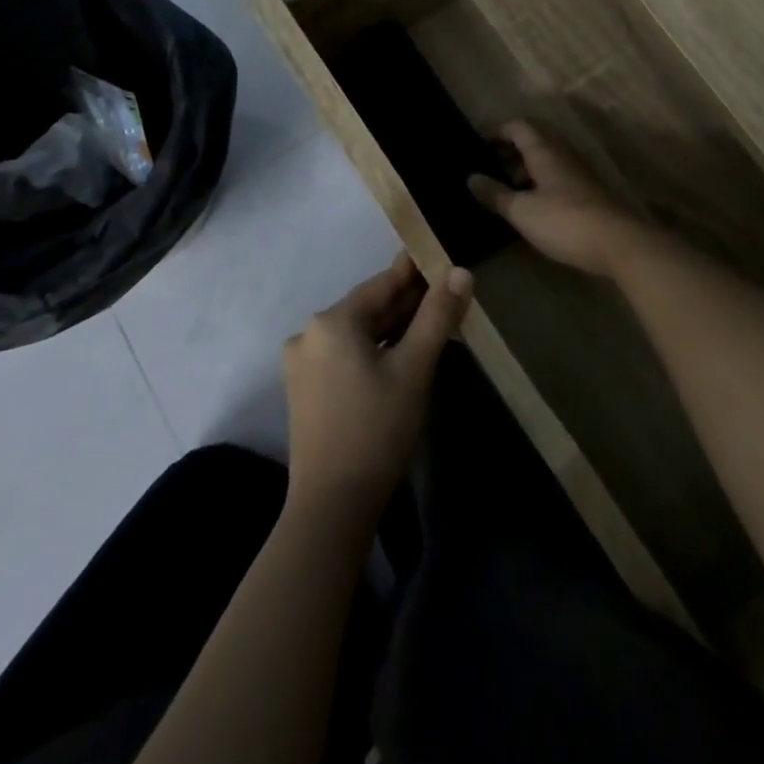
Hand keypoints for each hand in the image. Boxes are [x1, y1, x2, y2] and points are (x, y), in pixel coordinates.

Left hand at [282, 251, 470, 522]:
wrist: (332, 507)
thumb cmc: (377, 430)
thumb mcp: (414, 368)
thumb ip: (437, 316)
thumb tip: (460, 271)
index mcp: (331, 321)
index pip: (382, 284)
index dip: (415, 271)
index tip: (441, 255)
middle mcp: (310, 334)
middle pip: (369, 308)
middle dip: (408, 302)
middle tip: (447, 290)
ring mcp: (304, 363)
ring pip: (359, 332)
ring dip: (394, 326)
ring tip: (433, 319)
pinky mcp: (306, 389)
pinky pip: (348, 354)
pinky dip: (376, 349)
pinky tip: (403, 352)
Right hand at [468, 120, 642, 277]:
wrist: (618, 243)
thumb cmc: (564, 221)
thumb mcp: (521, 211)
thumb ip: (495, 194)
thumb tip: (470, 178)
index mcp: (544, 150)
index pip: (518, 126)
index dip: (497, 131)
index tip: (477, 146)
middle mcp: (563, 153)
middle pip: (534, 139)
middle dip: (510, 150)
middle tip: (489, 168)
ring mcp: (579, 171)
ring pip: (547, 158)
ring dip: (526, 167)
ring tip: (507, 190)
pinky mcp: (588, 190)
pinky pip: (558, 175)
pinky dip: (540, 181)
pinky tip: (532, 205)